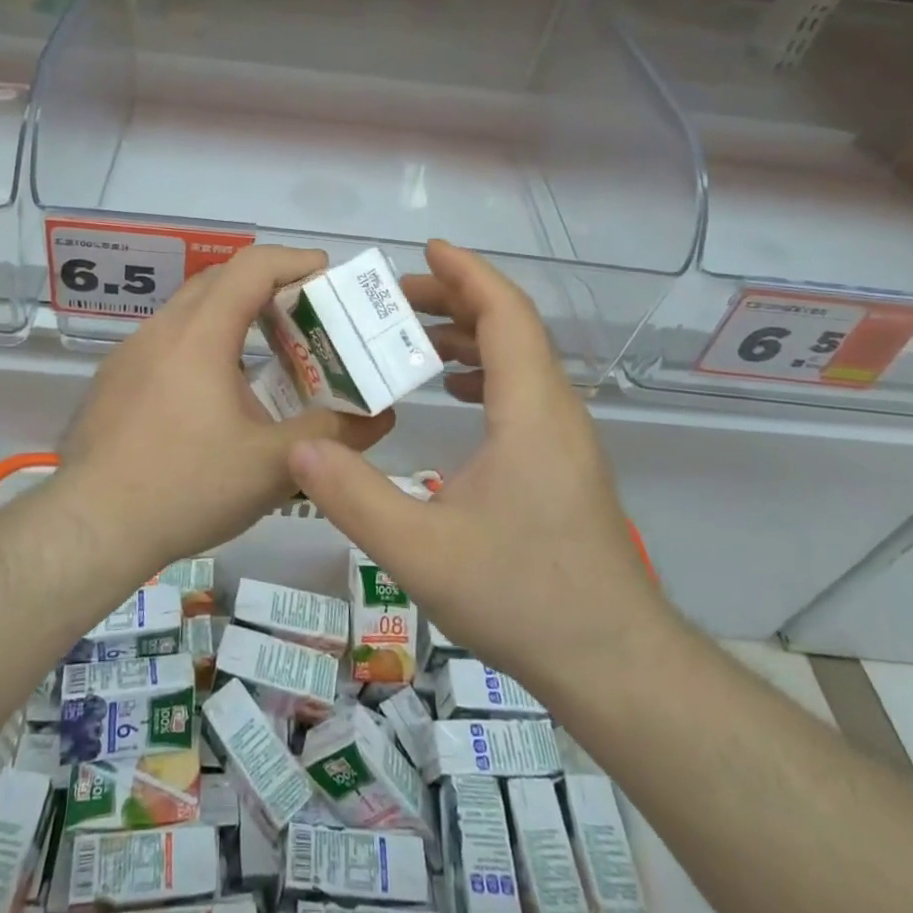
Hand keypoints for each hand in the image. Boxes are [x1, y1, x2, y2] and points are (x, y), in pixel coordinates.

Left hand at [58, 245, 393, 577]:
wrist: (91, 528)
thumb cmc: (186, 486)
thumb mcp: (272, 465)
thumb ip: (332, 435)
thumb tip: (382, 416)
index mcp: (200, 334)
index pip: (252, 266)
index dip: (295, 260)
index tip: (328, 275)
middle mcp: (162, 329)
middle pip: (221, 279)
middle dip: (268, 286)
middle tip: (305, 316)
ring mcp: (131, 352)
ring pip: (190, 310)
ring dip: (232, 316)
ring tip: (267, 355)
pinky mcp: (115, 378)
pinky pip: (167, 341)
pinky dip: (202, 344)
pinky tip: (215, 394)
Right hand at [288, 240, 667, 696]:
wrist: (614, 664)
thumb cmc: (522, 597)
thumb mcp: (420, 552)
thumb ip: (354, 498)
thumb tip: (298, 450)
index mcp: (530, 409)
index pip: (505, 313)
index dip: (467, 273)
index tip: (427, 248)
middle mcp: (555, 408)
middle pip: (511, 326)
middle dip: (455, 299)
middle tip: (395, 298)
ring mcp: (565, 436)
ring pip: (520, 358)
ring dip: (470, 335)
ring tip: (414, 339)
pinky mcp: (563, 461)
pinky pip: (523, 389)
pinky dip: (485, 371)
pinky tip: (454, 393)